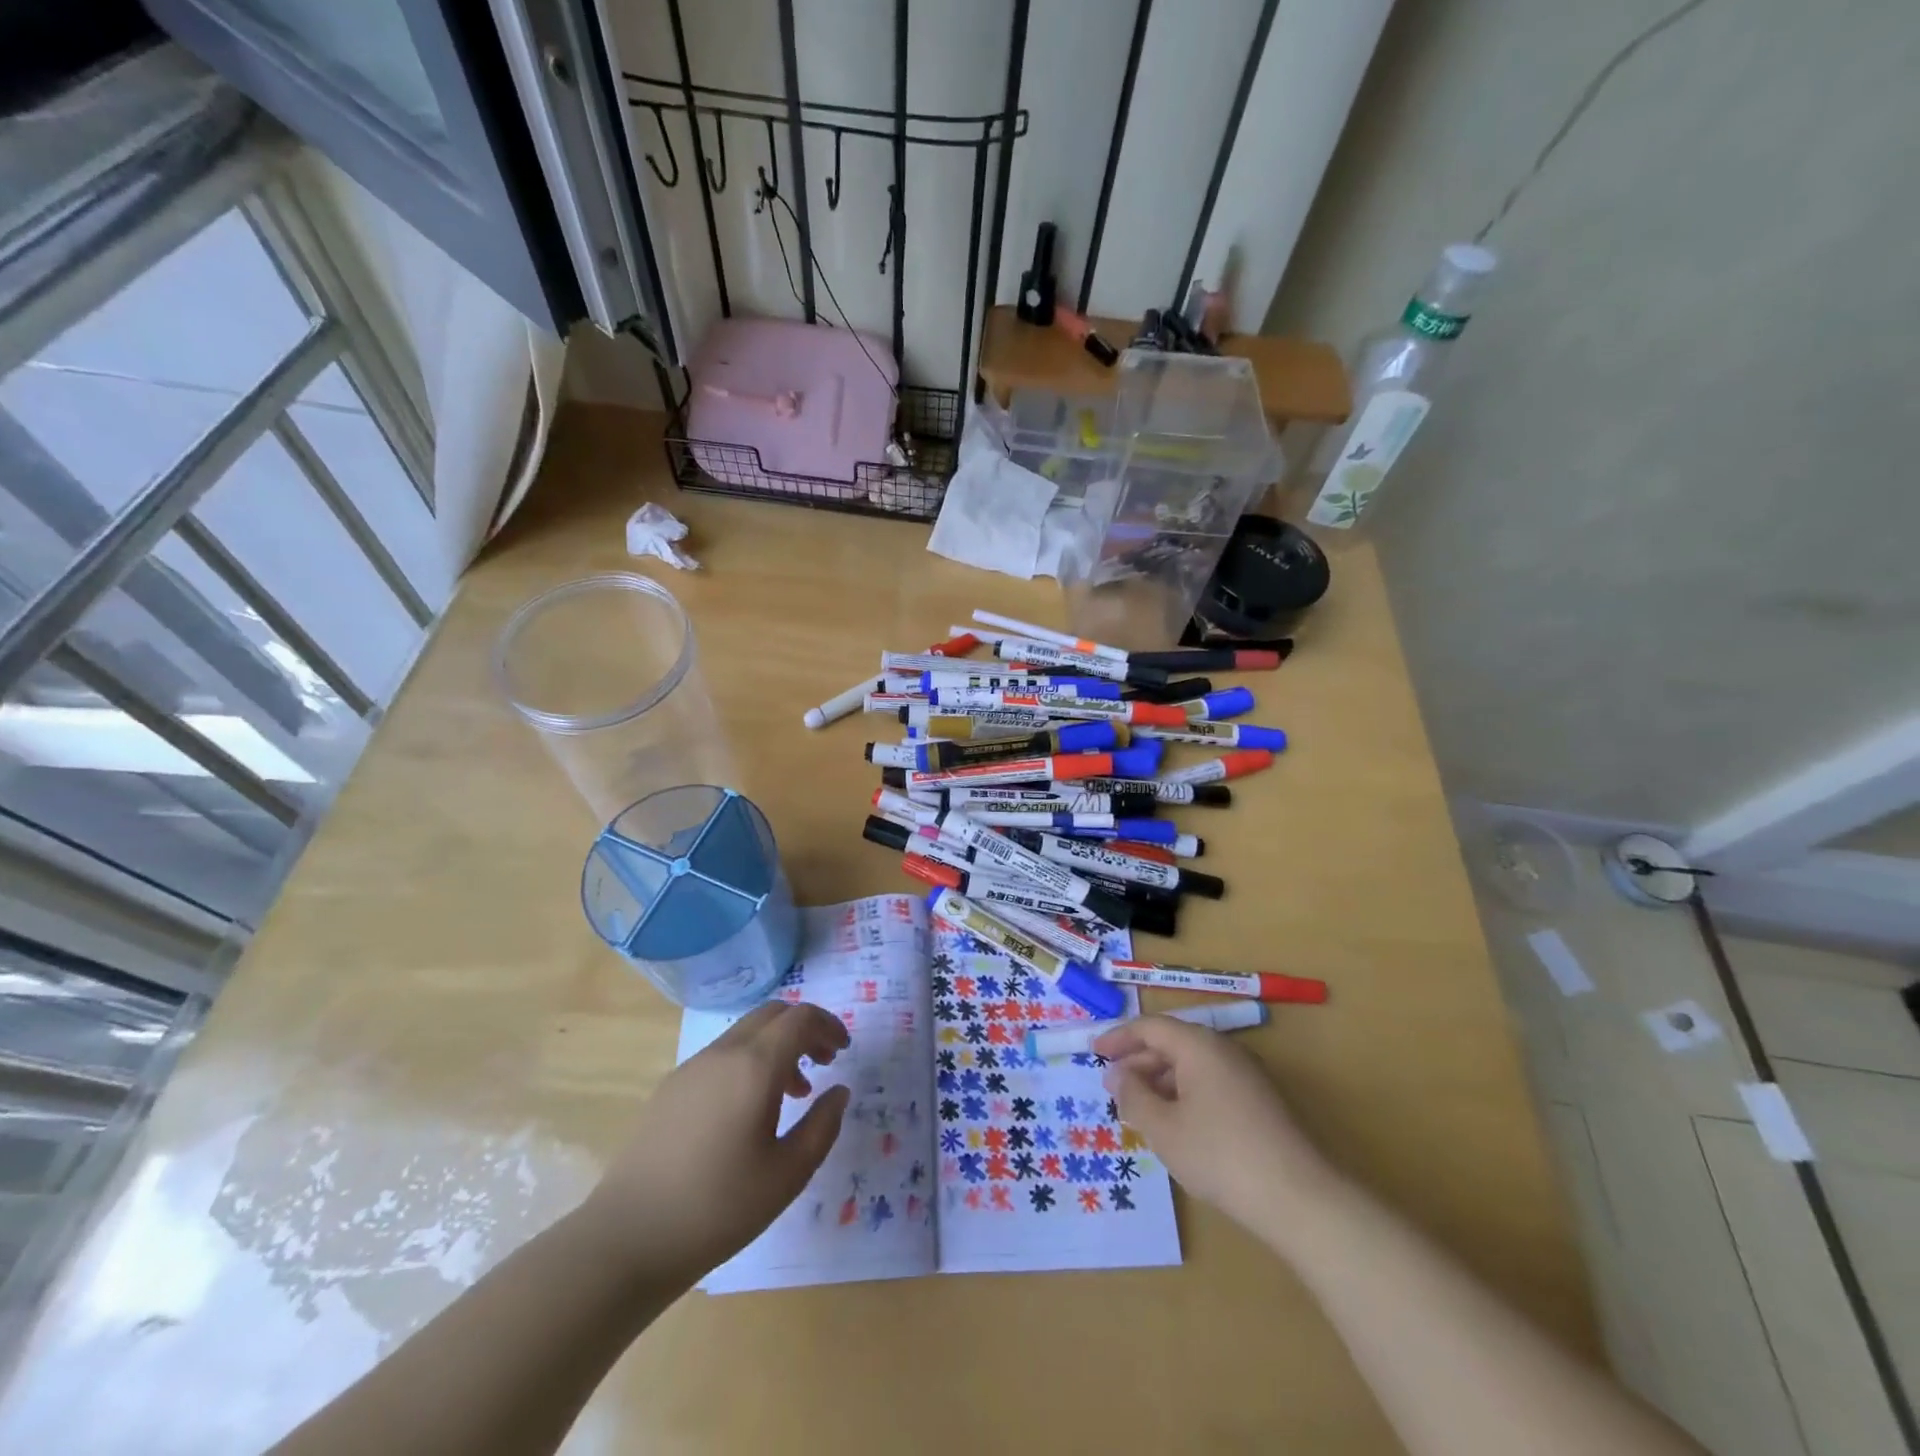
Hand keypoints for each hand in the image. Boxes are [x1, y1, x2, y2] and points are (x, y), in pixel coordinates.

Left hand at [578, 1002, 850, 1286]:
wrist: (628, 1238)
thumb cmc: (719, 1207)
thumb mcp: (788, 1174)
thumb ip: (823, 1126)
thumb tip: (839, 1091)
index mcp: (755, 1066)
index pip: (801, 1018)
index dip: (828, 1025)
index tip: (844, 1051)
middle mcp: (724, 1053)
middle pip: (773, 1014)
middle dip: (804, 1028)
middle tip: (824, 1061)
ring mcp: (692, 1067)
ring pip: (746, 1032)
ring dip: (777, 1046)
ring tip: (793, 1092)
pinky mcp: (671, 1087)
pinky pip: (722, 1054)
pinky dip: (749, 1062)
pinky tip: (749, 1110)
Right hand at [1094, 1016, 1338, 1237]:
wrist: (1299, 1198)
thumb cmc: (1220, 1155)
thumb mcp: (1163, 1128)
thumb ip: (1134, 1096)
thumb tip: (1117, 1075)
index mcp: (1198, 1045)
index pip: (1150, 1027)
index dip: (1118, 1038)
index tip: (1094, 1053)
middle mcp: (1223, 1050)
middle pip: (1172, 1043)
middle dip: (1139, 1062)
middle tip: (1114, 1087)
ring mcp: (1246, 1075)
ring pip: (1192, 1065)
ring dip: (1161, 1081)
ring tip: (1140, 1109)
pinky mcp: (1260, 1101)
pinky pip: (1209, 1083)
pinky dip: (1184, 1094)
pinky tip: (1176, 1125)